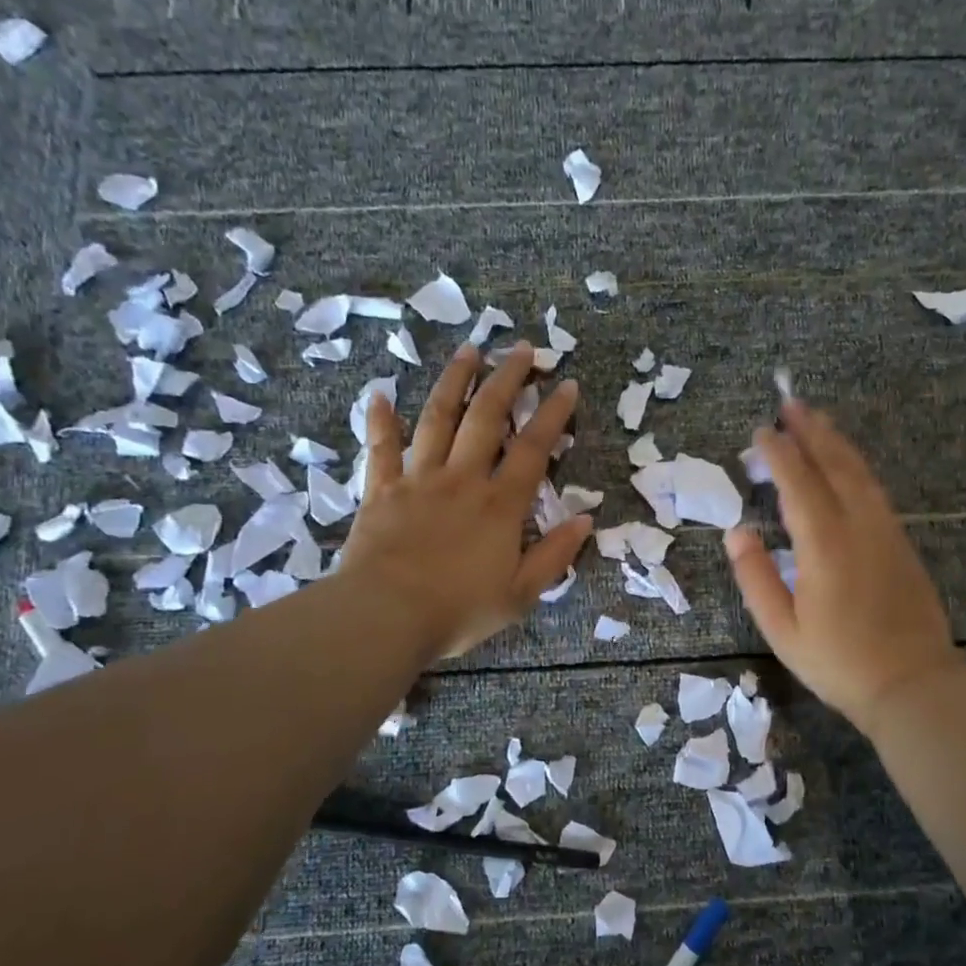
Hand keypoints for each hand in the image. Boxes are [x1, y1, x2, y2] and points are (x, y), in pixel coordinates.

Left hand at [337, 341, 592, 660]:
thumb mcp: (520, 594)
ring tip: (468, 350)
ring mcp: (419, 480)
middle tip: (519, 348)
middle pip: (487, 417)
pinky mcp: (381, 490)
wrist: (385, 617)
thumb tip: (586, 520)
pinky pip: (381, 448)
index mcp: (500, 505)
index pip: (533, 449)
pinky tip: (379, 394)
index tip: (565, 384)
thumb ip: (554, 555)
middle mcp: (462, 480)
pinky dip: (380, 420)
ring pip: (438, 419)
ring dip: (454, 381)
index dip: (552, 414)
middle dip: (506, 379)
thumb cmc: (457, 610)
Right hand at [724, 401, 959, 733]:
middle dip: (811, 431)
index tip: (761, 432)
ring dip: (836, 442)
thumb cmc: (839, 662)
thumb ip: (756, 577)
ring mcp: (885, 531)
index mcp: (824, 545)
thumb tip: (736, 533)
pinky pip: (874, 490)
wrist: (913, 684)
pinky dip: (855, 466)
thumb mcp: (782, 629)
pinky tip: (847, 463)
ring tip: (817, 419)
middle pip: (833, 465)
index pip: (798, 484)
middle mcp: (858, 526)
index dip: (778, 454)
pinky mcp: (900, 542)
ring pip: (859, 473)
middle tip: (790, 403)